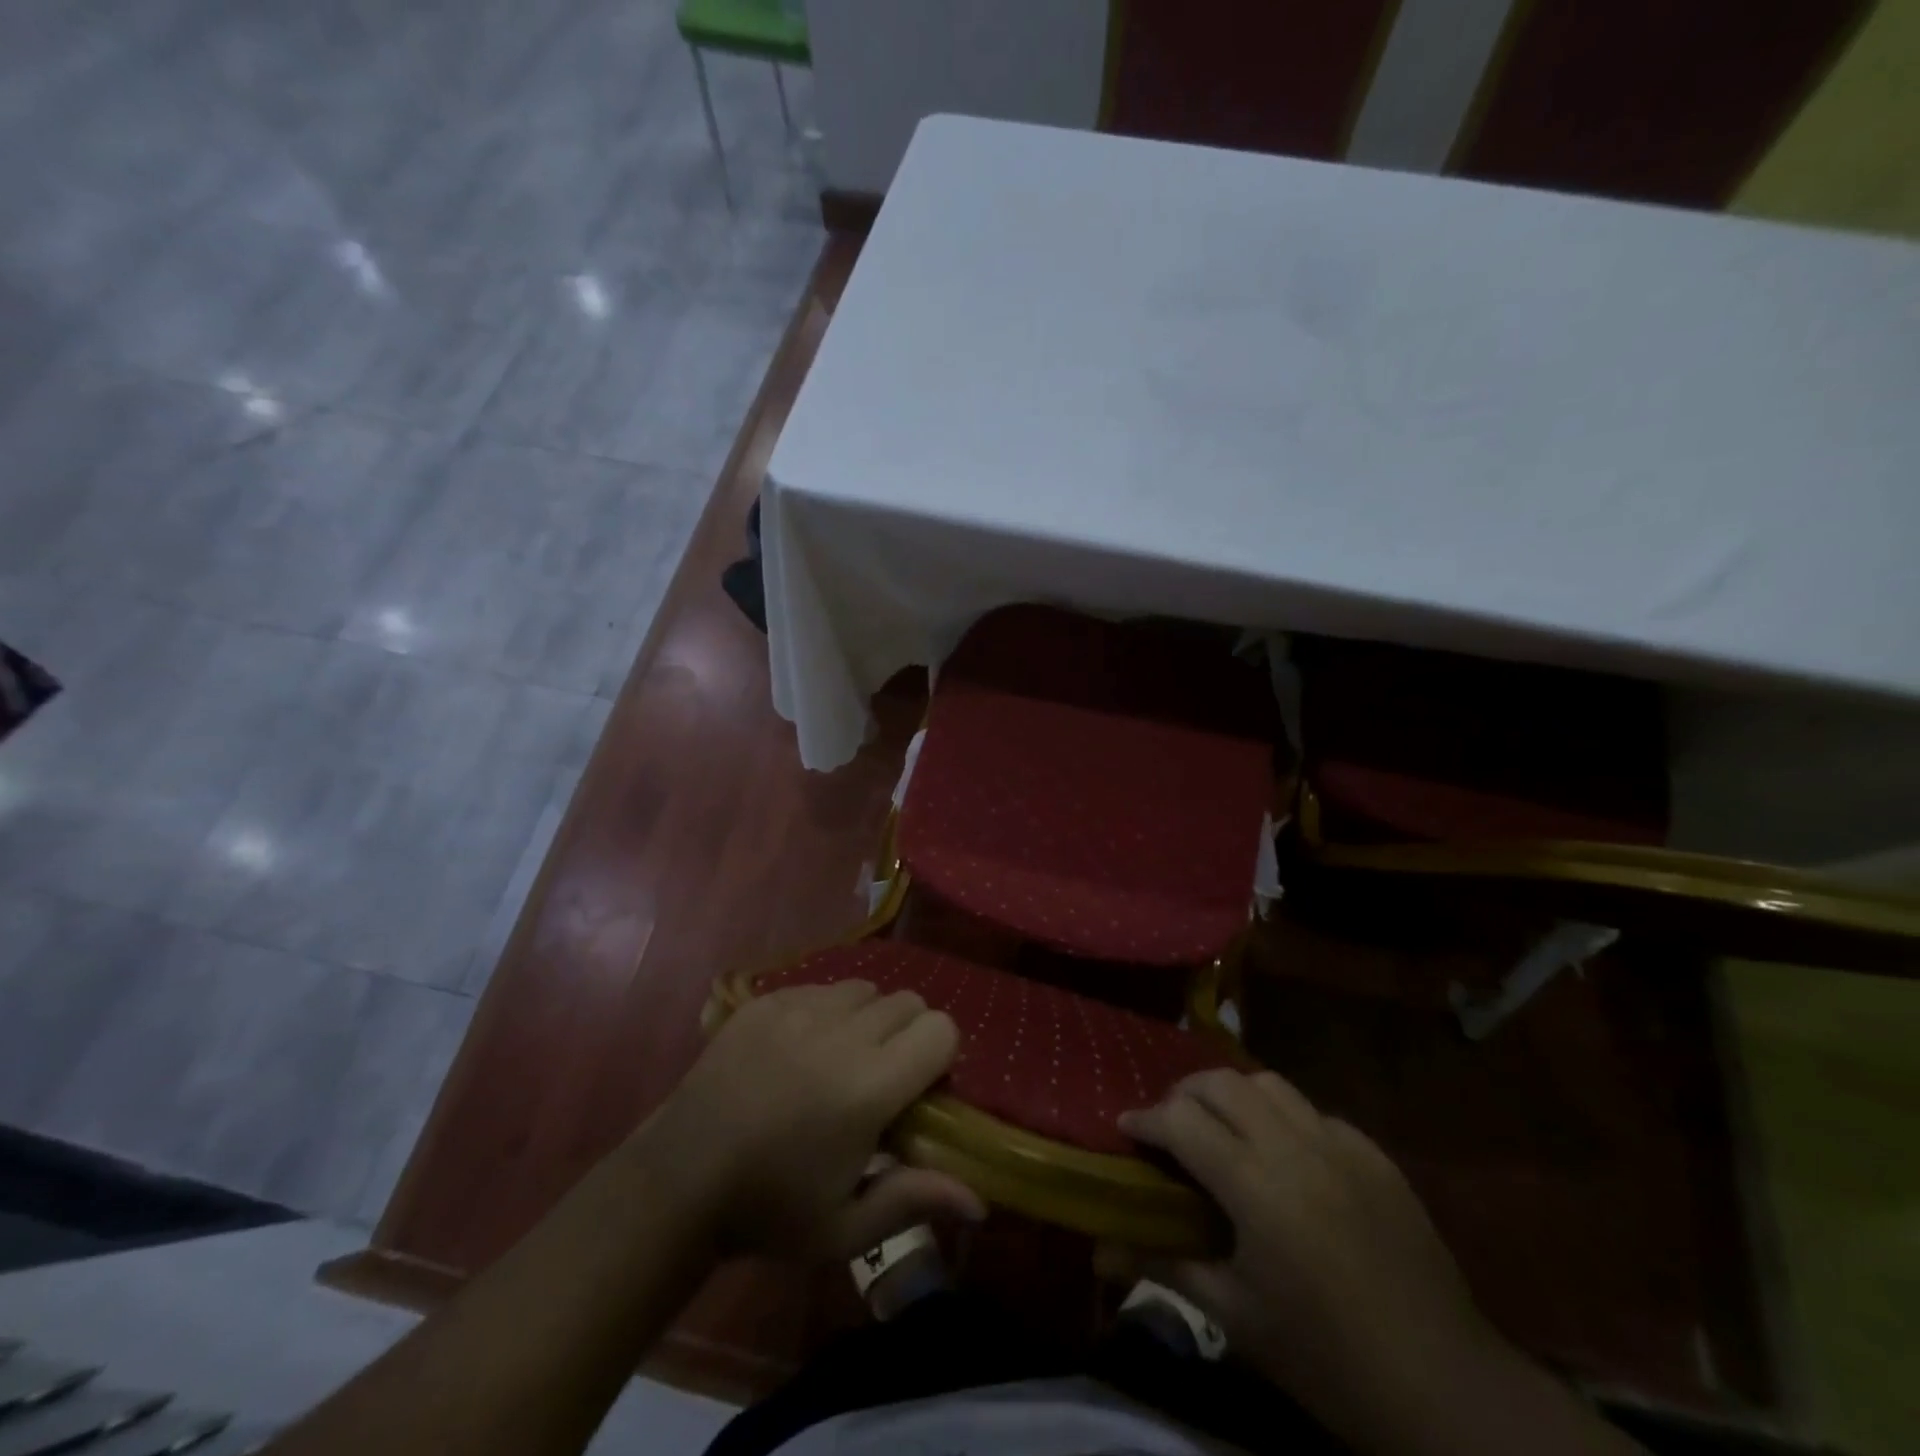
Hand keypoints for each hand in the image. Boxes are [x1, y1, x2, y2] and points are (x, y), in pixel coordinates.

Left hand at [638, 981, 984, 1262]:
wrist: (678, 1180)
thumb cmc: (769, 1210)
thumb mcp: (845, 1228)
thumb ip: (915, 1200)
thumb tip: (982, 1201)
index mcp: (868, 1087)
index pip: (941, 1029)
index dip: (939, 1056)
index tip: (918, 1091)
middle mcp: (841, 1033)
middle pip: (907, 1001)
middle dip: (907, 1034)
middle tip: (880, 1078)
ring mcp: (799, 1008)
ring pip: (864, 988)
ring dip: (867, 1018)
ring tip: (839, 1059)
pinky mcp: (766, 1000)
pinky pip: (819, 986)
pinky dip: (825, 1011)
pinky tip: (799, 1050)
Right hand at [1114, 1070, 1505, 1447]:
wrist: (1444, 1388)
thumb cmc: (1325, 1358)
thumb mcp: (1235, 1317)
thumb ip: (1163, 1266)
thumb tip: (1099, 1250)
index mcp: (1256, 1187)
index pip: (1181, 1121)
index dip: (1145, 1119)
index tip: (1126, 1127)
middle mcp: (1296, 1148)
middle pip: (1223, 1083)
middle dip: (1184, 1092)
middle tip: (1170, 1124)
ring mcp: (1342, 1145)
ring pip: (1270, 1083)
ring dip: (1234, 1094)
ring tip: (1222, 1127)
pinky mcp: (1376, 1155)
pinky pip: (1315, 1112)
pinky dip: (1284, 1119)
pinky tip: (1285, 1157)